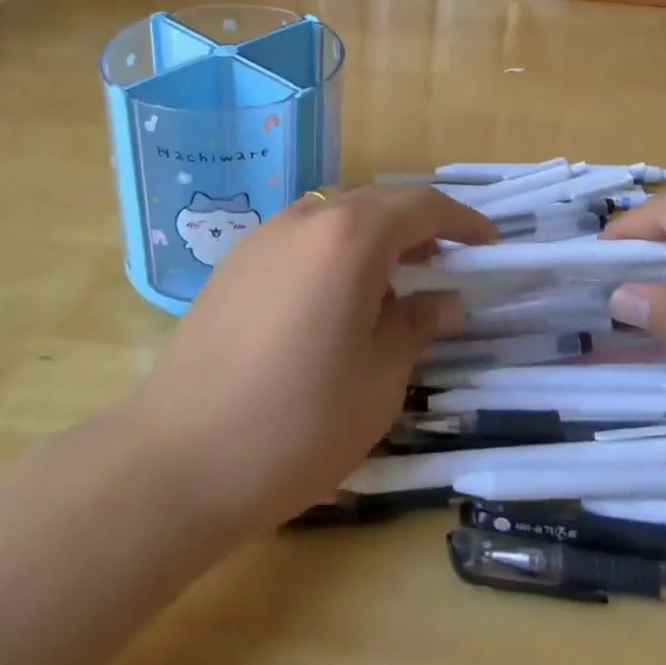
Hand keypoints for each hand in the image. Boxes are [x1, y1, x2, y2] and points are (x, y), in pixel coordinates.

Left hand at [120, 187, 493, 542]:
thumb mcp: (379, 380)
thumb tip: (443, 300)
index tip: (488, 245)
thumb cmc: (297, 424)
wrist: (177, 461)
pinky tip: (333, 299)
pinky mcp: (235, 261)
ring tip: (391, 284)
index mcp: (352, 235)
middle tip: (444, 267)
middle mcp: (308, 217)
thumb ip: (417, 325)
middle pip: (379, 203)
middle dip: (418, 228)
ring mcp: (265, 235)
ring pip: (337, 217)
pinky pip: (301, 238)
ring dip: (374, 238)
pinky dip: (333, 251)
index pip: (423, 205)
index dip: (463, 221)